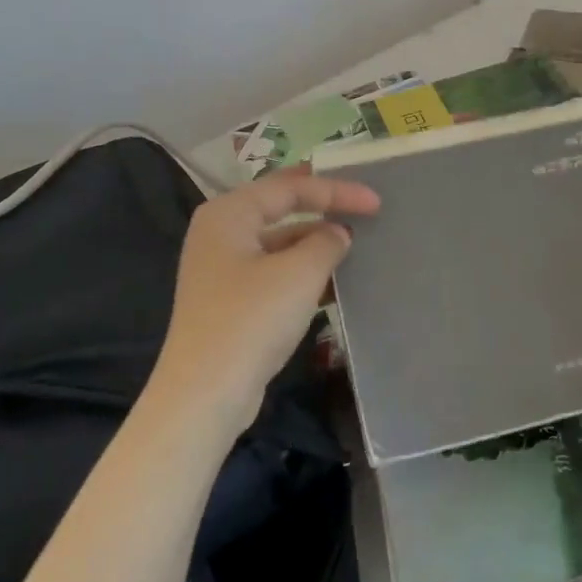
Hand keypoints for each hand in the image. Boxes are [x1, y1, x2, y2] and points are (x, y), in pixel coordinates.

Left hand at [151, 168, 380, 432]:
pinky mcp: (229, 300)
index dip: (336, 190)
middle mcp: (220, 232)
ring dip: (315, 241)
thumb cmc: (252, 319)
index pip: (290, 187)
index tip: (376, 203)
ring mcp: (222, 268)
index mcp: (229, 213)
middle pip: (280, 208)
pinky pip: (273, 271)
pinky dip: (302, 270)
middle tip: (361, 203)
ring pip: (278, 242)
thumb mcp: (299, 273)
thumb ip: (326, 242)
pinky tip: (333, 281)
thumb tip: (338, 233)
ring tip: (354, 244)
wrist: (205, 393)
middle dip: (322, 206)